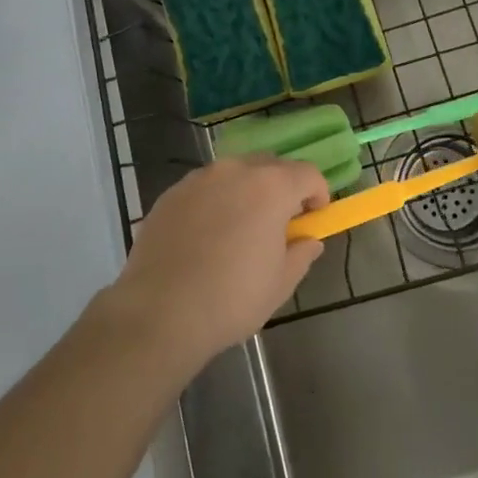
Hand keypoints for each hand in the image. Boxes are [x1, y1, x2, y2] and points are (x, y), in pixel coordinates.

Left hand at [100, 157, 330, 369]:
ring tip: (239, 229)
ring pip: (233, 174)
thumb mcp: (280, 283)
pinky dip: (214, 202)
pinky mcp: (171, 193)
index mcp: (270, 187)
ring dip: (246, 191)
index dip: (317, 193)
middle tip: (279, 223)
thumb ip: (301, 254)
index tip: (314, 217)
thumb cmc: (231, 298)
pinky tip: (205, 237)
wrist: (160, 311)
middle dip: (282, 188)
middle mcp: (235, 170)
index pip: (308, 173)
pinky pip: (204, 189)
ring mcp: (199, 178)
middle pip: (269, 166)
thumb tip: (309, 240)